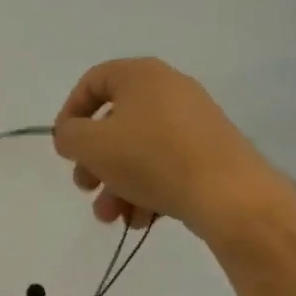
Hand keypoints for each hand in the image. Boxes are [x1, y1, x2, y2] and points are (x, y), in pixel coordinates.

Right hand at [52, 58, 254, 232]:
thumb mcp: (92, 145)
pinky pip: (166, 165)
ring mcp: (193, 122)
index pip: (92, 82)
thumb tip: (70, 135)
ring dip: (117, 184)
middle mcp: (169, 90)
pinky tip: (140, 220)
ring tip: (112, 217)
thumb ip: (68, 135)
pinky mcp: (210, 152)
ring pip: (139, 150)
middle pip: (115, 123)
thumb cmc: (151, 158)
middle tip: (86, 187)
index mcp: (141, 75)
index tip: (65, 147)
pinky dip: (147, 189)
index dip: (70, 114)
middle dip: (94, 161)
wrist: (230, 195)